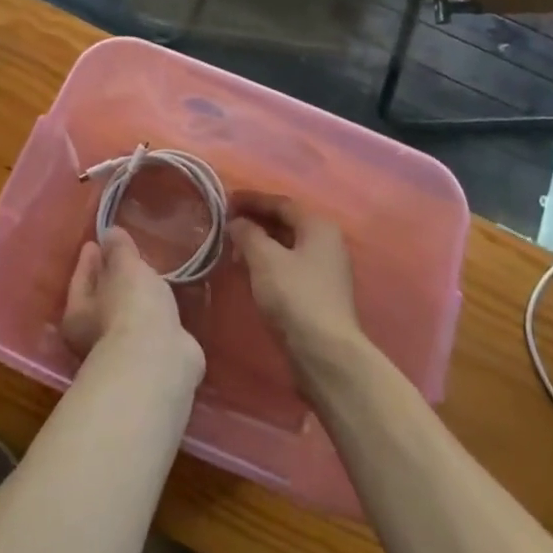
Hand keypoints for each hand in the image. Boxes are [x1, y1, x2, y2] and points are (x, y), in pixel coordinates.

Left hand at [62, 228, 202, 378]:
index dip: (88, 259)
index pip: (80, 278)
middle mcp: (93, 337)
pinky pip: (150, 328)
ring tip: (149, 278)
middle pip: (101, 299)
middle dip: (111, 280)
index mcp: (77, 314)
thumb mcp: (124, 268)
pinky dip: (155, 316)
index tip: (94, 242)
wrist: (158, 363)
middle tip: (123, 259)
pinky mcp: (152, 360)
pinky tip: (165, 305)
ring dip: (135, 300)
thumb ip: (118, 249)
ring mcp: (124, 352)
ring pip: (126, 316)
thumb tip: (108, 232)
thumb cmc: (131, 308)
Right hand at [227, 195, 362, 371]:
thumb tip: (237, 222)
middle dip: (256, 221)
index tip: (226, 200)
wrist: (325, 353)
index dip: (252, 200)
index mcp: (318, 226)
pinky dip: (269, 262)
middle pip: (287, 222)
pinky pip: (290, 265)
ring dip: (261, 243)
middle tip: (227, 222)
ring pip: (287, 246)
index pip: (281, 203)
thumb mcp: (265, 259)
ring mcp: (326, 269)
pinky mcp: (319, 293)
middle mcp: (327, 242)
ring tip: (233, 246)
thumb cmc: (295, 296)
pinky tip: (250, 270)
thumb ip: (248, 234)